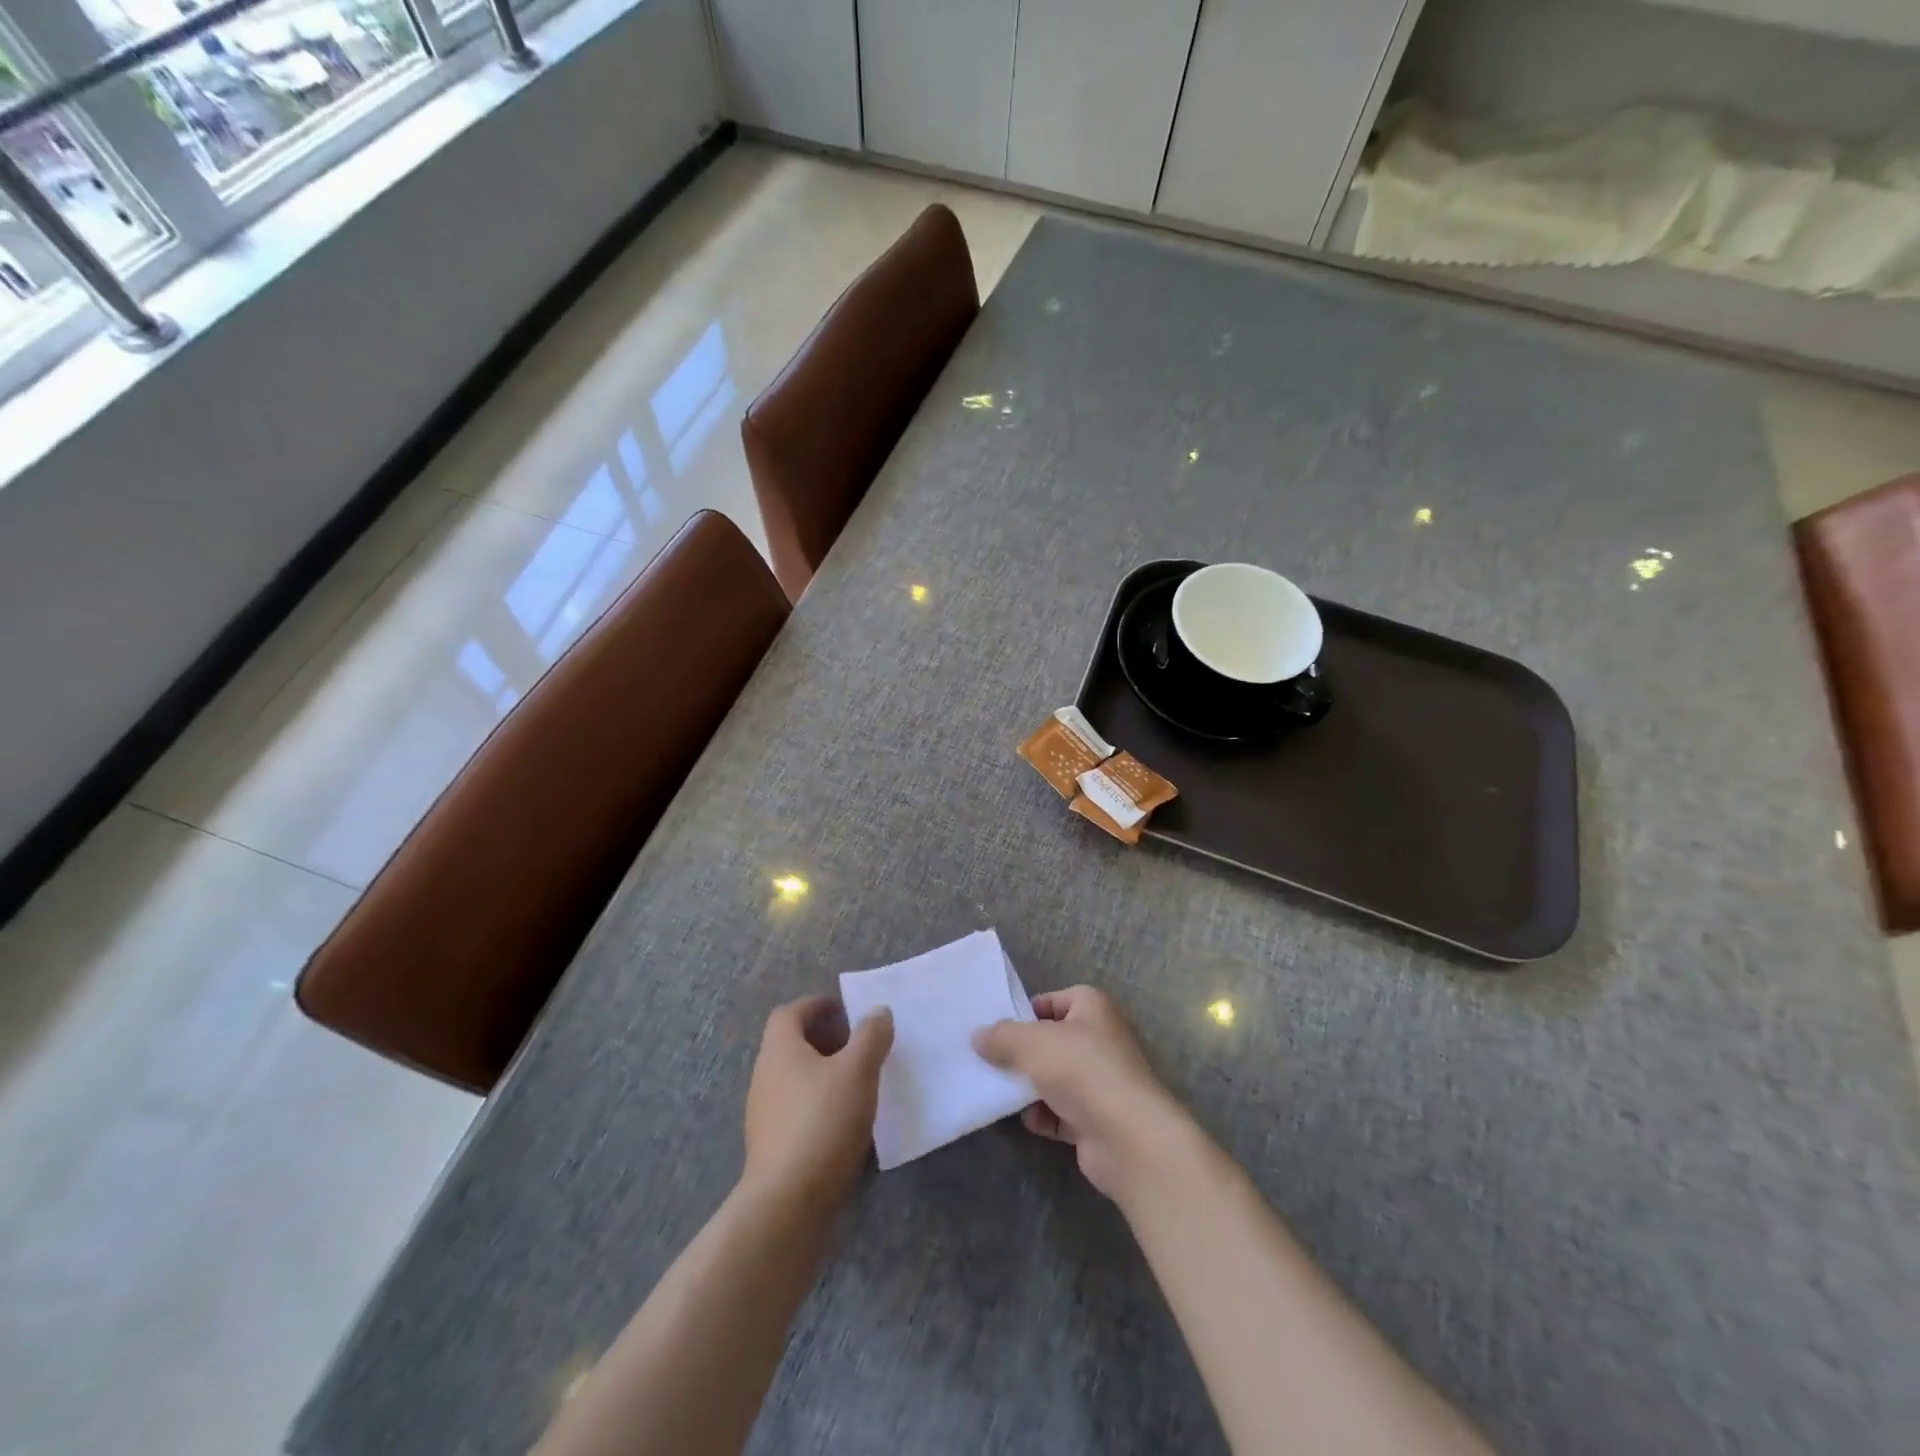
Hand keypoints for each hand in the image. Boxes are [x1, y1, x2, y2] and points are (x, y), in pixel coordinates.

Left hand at [743, 997, 892, 1207]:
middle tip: (858, 1045)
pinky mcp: (771, 1148)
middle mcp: (765, 1077)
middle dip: (824, 1040)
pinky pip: (797, 1110)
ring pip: (795, 1079)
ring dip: (823, 1074)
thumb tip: (877, 1012)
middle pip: (791, 1045)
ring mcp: (764, 1115)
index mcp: (779, 1050)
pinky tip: (846, 1121)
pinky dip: (819, 1104)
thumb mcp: (858, 1070)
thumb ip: (870, 1036)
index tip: (845, 1010)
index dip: (816, 1005)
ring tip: (858, 1083)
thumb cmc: (823, 1122)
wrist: (788, 1205)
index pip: (790, 1013)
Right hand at [973, 986, 1187, 1198]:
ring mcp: (1101, 1081)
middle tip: (990, 1060)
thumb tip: (978, 1036)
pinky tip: (1027, 1120)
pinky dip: (1044, 1116)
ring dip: (1030, 1087)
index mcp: (1092, 1008)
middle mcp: (1100, 1039)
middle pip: (1052, 1040)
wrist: (1127, 1137)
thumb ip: (1001, 1036)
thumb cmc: (1081, 1070)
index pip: (1053, 1000)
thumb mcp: (1032, 1042)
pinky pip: (1062, 1112)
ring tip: (999, 1091)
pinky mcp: (1097, 1118)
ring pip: (1055, 1077)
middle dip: (1023, 1052)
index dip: (1025, 1012)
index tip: (997, 1029)